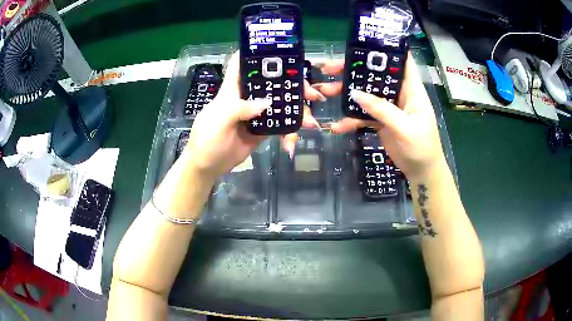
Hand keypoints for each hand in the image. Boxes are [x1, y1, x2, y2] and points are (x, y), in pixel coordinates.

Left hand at [182, 51, 325, 179]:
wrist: (208, 166)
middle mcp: (247, 97)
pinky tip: (291, 144)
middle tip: (312, 94)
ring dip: (298, 111)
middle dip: (294, 86)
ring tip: (310, 123)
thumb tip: (266, 103)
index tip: (282, 51)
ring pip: (281, 104)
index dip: (258, 53)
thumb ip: (240, 108)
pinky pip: (280, 126)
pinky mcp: (262, 130)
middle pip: (273, 83)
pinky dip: (289, 133)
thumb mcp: (218, 120)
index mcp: (233, 89)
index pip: (243, 63)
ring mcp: (256, 113)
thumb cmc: (206, 139)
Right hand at [314, 52, 446, 179]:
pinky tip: (337, 127)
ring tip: (324, 92)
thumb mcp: (405, 127)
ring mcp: (388, 107)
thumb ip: (382, 110)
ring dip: (346, 93)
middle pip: (375, 75)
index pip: (401, 61)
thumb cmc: (422, 147)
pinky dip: (350, 120)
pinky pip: (363, 115)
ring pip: (365, 94)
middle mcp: (399, 93)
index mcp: (411, 89)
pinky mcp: (380, 121)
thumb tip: (355, 93)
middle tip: (329, 68)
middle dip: (353, 70)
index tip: (363, 43)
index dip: (386, 49)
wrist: (421, 172)